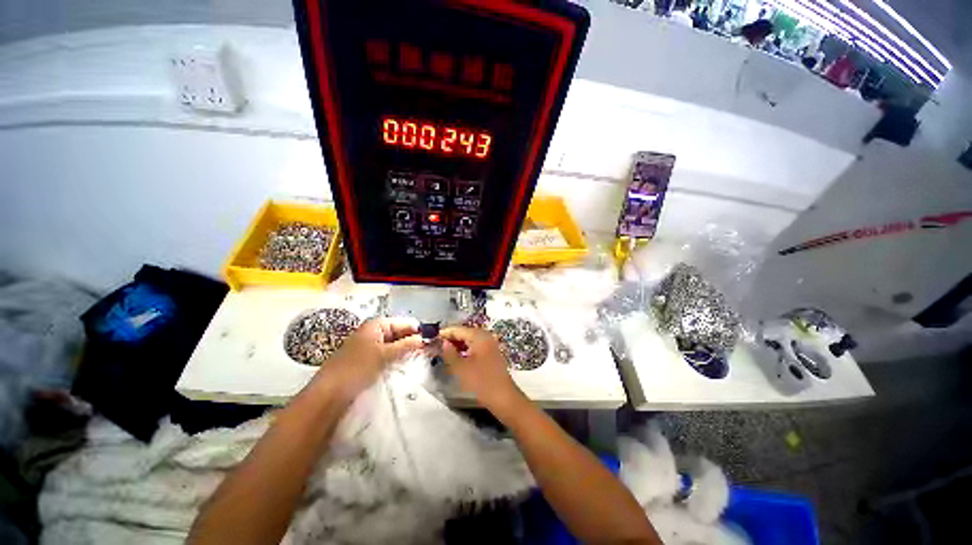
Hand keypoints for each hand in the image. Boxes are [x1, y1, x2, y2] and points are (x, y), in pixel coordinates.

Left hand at [312, 317, 423, 402]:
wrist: (329, 393)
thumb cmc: (358, 368)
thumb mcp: (385, 355)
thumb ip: (406, 345)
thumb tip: (423, 338)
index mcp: (376, 325)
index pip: (404, 322)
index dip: (417, 330)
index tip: (432, 339)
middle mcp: (372, 331)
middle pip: (398, 332)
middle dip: (412, 340)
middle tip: (428, 350)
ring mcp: (368, 345)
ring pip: (393, 344)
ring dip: (405, 350)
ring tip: (418, 357)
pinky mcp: (366, 359)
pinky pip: (386, 353)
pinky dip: (395, 357)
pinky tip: (403, 364)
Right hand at [440, 327, 524, 413]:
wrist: (503, 397)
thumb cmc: (481, 381)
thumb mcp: (461, 368)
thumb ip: (449, 353)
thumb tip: (444, 343)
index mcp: (479, 336)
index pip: (458, 329)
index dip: (444, 333)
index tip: (431, 337)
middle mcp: (486, 336)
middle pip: (464, 333)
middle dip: (450, 338)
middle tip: (436, 344)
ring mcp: (490, 345)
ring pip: (470, 340)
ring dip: (457, 344)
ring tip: (444, 351)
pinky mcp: (491, 354)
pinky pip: (475, 346)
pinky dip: (465, 349)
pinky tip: (457, 357)